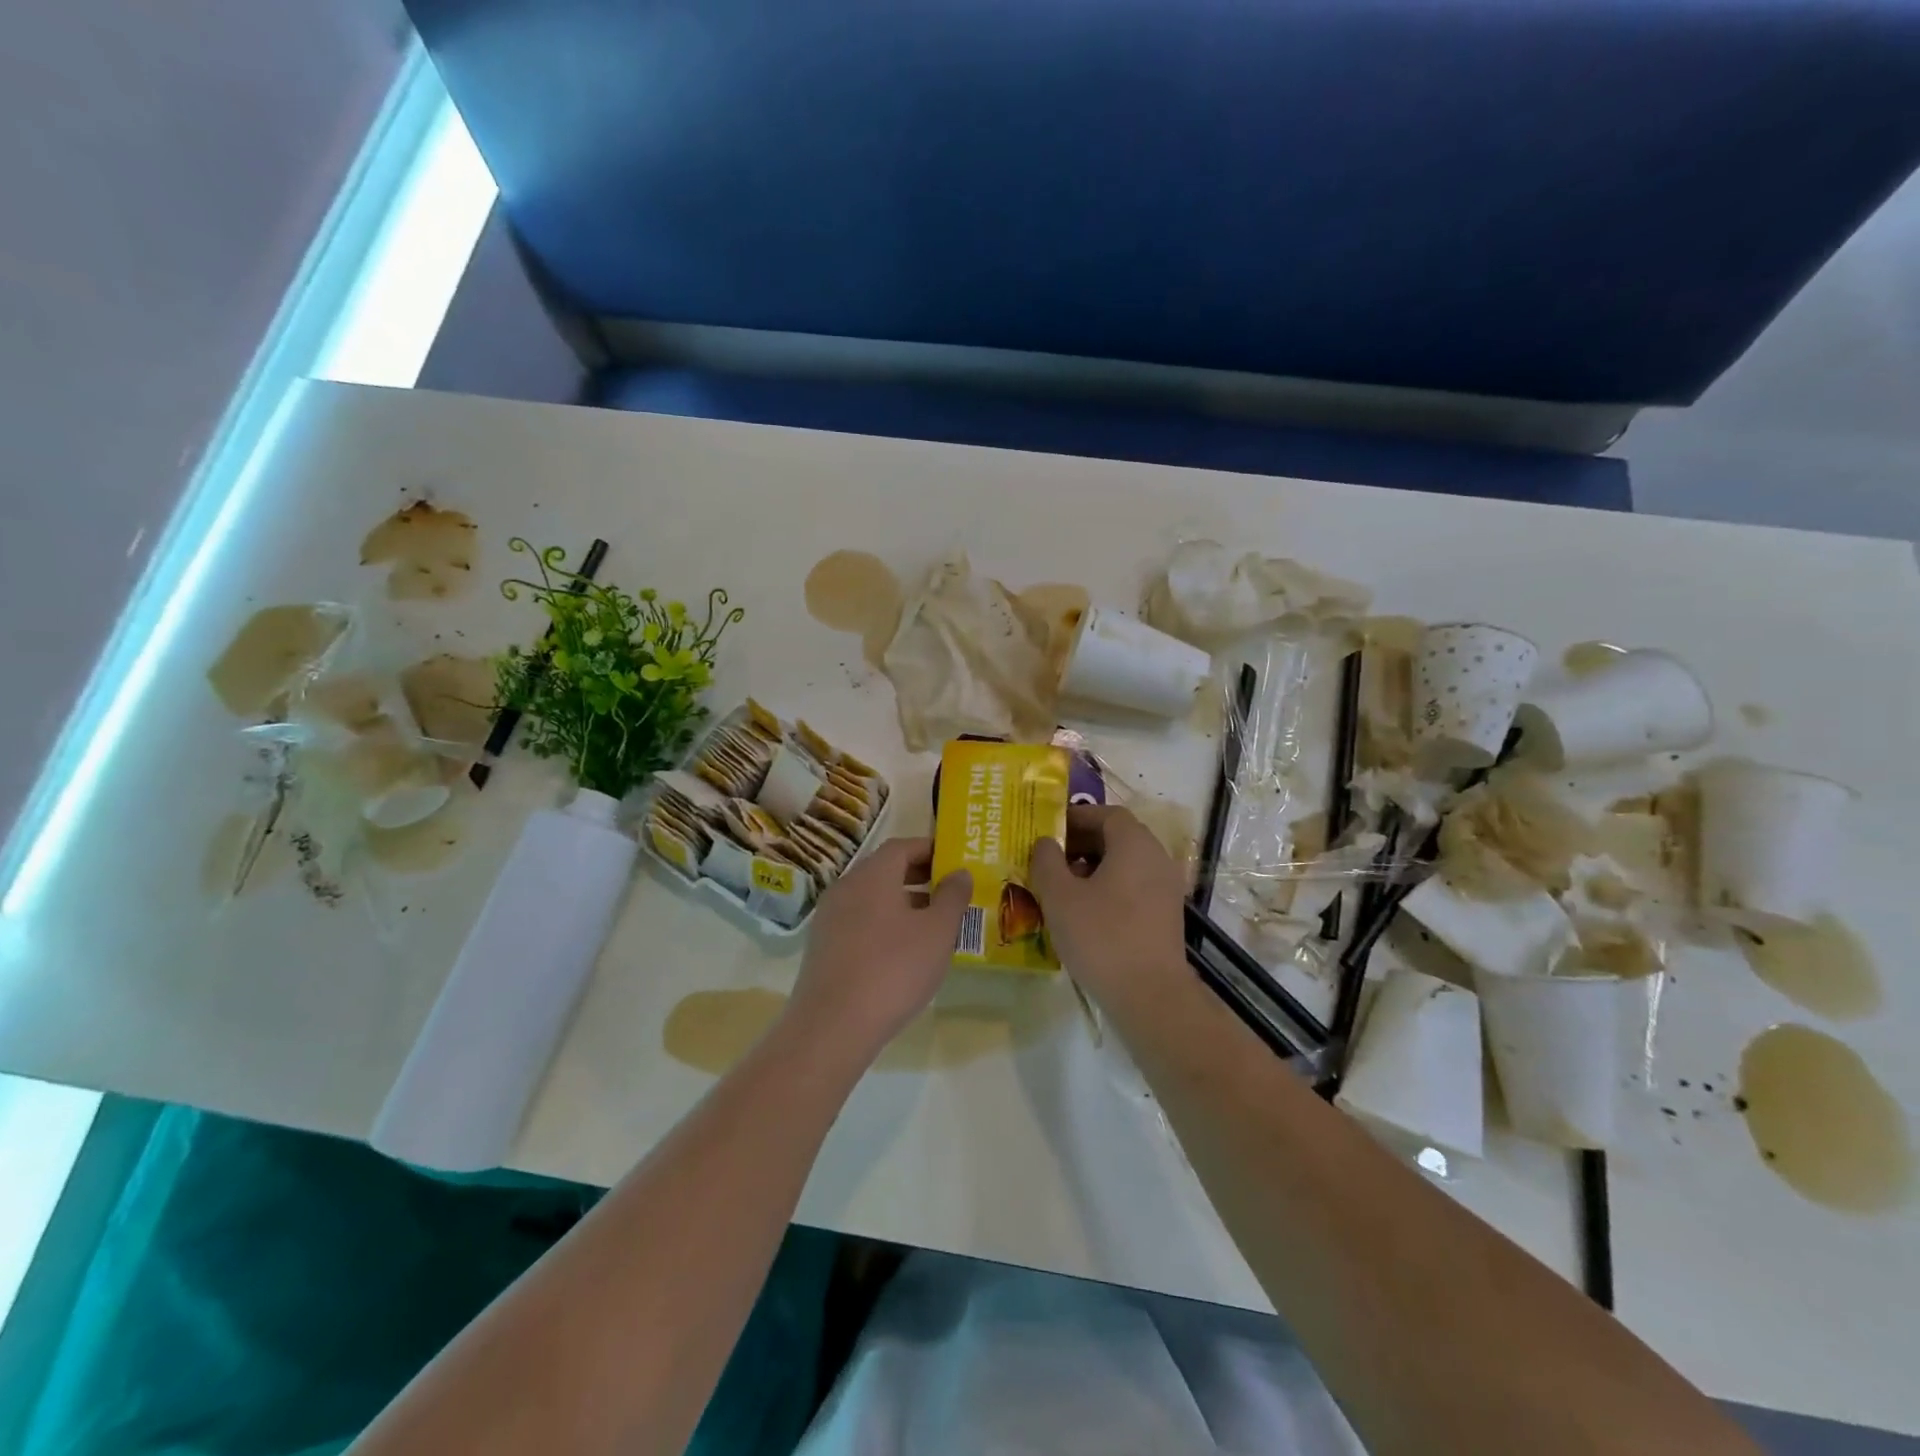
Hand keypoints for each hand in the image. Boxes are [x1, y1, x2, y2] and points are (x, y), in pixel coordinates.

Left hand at [787, 838, 971, 1062]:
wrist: (833, 1026)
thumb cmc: (893, 969)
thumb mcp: (937, 932)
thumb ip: (952, 896)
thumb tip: (959, 872)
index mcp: (872, 875)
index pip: (902, 846)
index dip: (930, 850)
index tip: (955, 861)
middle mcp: (846, 887)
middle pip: (885, 870)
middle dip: (919, 876)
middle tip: (949, 891)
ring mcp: (829, 918)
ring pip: (872, 898)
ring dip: (903, 902)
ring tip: (932, 924)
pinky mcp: (822, 947)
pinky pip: (859, 921)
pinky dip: (884, 924)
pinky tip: (903, 952)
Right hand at [1030, 806, 1187, 1006]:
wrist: (1150, 995)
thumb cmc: (1102, 936)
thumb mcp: (1060, 896)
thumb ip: (1047, 861)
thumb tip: (1045, 842)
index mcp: (1135, 844)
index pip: (1106, 814)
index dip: (1076, 817)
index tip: (1048, 829)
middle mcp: (1156, 858)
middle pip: (1118, 837)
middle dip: (1081, 842)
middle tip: (1050, 857)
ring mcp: (1166, 888)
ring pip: (1126, 863)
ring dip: (1093, 867)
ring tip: (1062, 886)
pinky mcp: (1166, 914)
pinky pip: (1134, 886)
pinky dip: (1109, 887)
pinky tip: (1085, 911)